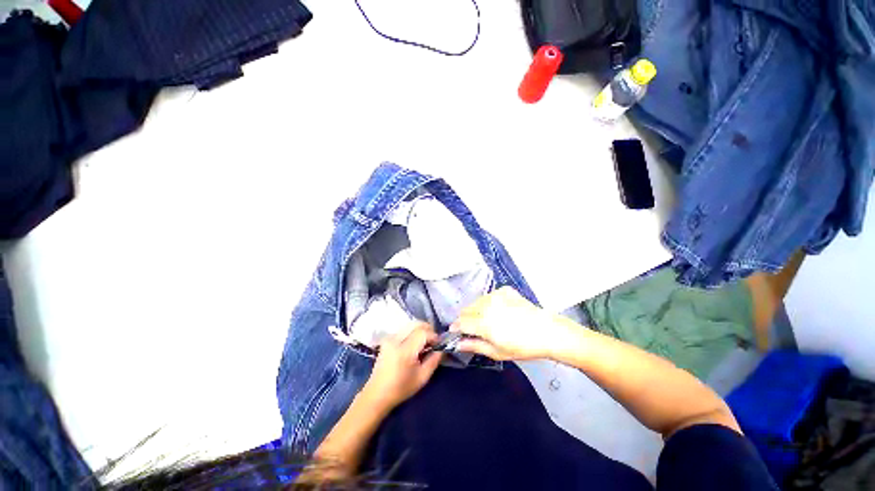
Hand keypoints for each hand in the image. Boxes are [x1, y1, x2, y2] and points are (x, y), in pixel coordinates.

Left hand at [361, 323, 442, 411]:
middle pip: (416, 324)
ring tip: (425, 342)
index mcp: (404, 351)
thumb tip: (442, 348)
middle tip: (433, 341)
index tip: (438, 344)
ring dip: (420, 330)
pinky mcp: (387, 338)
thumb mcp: (422, 378)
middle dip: (428, 329)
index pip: (423, 333)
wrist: (377, 394)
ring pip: (410, 324)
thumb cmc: (401, 389)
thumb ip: (434, 360)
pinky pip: (404, 329)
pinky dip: (412, 332)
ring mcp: (389, 337)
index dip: (434, 336)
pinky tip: (415, 343)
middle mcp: (395, 339)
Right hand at [451, 287, 563, 360]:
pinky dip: (489, 302)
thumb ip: (474, 346)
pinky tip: (499, 311)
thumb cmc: (524, 346)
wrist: (547, 332)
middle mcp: (488, 306)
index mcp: (484, 324)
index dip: (456, 327)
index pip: (461, 322)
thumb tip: (458, 344)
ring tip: (488, 320)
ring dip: (476, 310)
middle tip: (474, 328)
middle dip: (466, 319)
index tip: (456, 331)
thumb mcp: (497, 352)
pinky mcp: (505, 290)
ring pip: (477, 301)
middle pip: (466, 310)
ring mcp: (497, 296)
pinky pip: (489, 295)